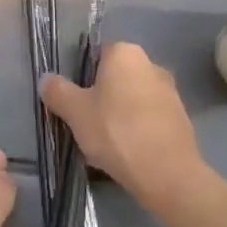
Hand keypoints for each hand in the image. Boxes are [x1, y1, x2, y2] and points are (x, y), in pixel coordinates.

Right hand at [41, 42, 203, 210]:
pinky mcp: (180, 118)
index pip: (97, 53)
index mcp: (125, 53)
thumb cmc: (116, 131)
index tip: (73, 99)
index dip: (81, 75)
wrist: (167, 172)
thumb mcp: (75, 112)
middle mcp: (151, 64)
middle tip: (84, 122)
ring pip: (132, 99)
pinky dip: (136, 130)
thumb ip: (57, 91)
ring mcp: (170, 92)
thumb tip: (46, 79)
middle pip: (115, 77)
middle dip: (100, 97)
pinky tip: (125, 153)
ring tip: (103, 143)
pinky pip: (148, 118)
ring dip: (118, 114)